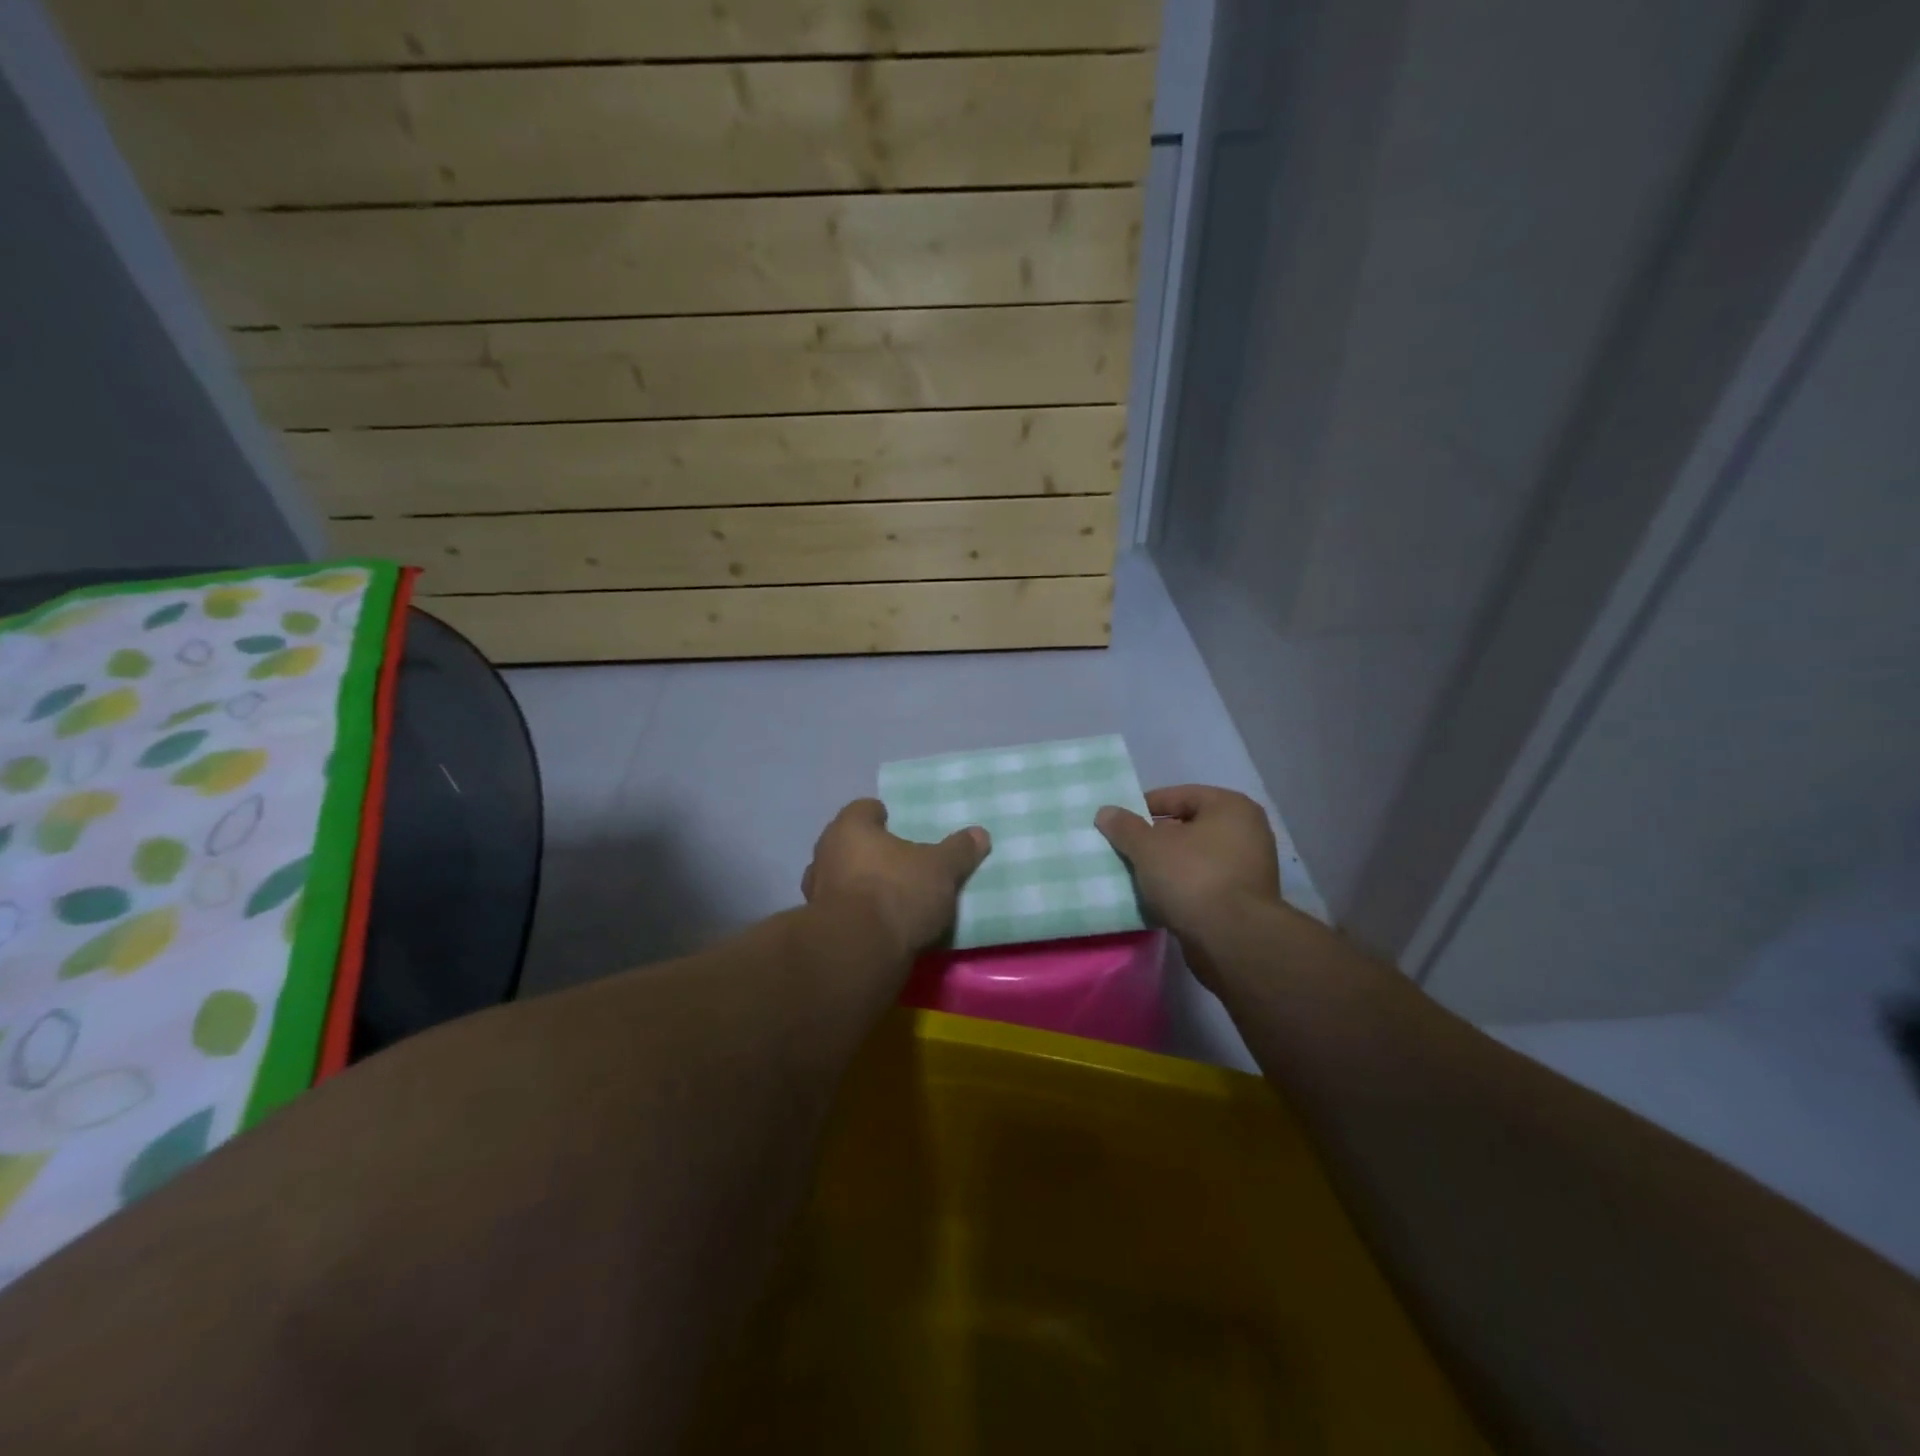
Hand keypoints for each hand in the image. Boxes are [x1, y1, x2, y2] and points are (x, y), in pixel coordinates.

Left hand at [802, 798, 989, 957]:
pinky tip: (879, 925)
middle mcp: (825, 853)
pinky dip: (856, 914)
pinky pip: (841, 911)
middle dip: (871, 851)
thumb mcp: (941, 869)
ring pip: (841, 878)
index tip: (900, 826)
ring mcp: (816, 891)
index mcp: (850, 827)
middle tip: (899, 862)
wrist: (858, 952)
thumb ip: (959, 850)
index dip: (882, 815)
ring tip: (890, 896)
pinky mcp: (818, 927)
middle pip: (849, 844)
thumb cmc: (897, 892)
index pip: (864, 809)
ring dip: (860, 884)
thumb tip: (980, 834)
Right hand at [1096, 786, 1281, 975]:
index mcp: (1231, 807)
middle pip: (1189, 827)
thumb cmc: (1192, 878)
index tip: (1121, 823)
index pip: (1180, 796)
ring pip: (1197, 857)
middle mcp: (1249, 831)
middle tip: (1128, 850)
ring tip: (1139, 875)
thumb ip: (1125, 827)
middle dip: (1157, 838)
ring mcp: (1251, 867)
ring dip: (1169, 865)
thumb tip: (1106, 812)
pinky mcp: (1246, 900)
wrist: (1233, 940)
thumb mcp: (1148, 847)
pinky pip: (1206, 883)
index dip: (1146, 806)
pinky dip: (1185, 887)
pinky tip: (1161, 898)